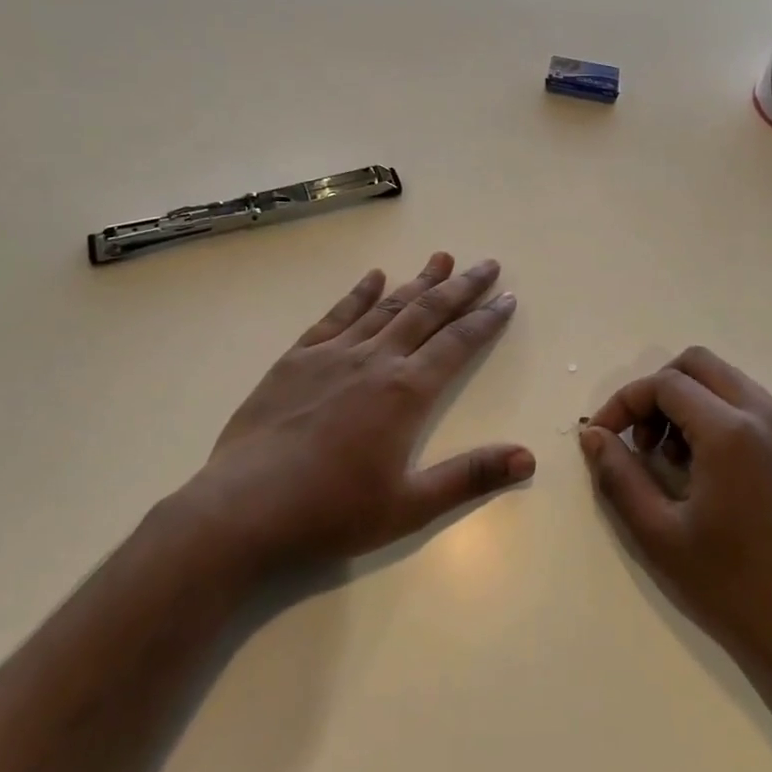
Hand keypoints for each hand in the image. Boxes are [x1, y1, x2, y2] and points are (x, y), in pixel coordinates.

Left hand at [188, 253, 532, 576]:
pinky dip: (359, 294)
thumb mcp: (409, 506)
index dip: (486, 320)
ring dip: (417, 282)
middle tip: (486, 263)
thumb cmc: (331, 513)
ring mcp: (333, 354)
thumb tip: (529, 459)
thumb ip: (470, 477)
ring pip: (386, 306)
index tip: (507, 298)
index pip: (457, 344)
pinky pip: (336, 316)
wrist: (243, 510)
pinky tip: (374, 278)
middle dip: (461, 287)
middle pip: (427, 312)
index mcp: (406, 393)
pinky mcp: (297, 359)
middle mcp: (375, 360)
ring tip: (441, 258)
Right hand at [579, 346, 771, 670]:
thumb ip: (618, 475)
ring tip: (675, 460)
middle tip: (643, 441)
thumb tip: (593, 435)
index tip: (604, 436)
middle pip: (699, 364)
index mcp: (731, 431)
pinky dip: (721, 417)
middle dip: (659, 391)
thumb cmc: (730, 586)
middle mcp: (766, 416)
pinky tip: (712, 471)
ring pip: (728, 382)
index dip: (625, 402)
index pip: (665, 384)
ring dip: (691, 403)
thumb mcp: (658, 533)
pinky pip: (753, 408)